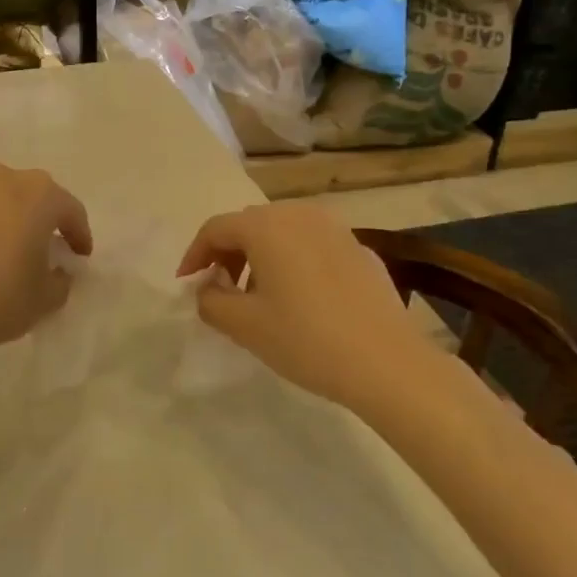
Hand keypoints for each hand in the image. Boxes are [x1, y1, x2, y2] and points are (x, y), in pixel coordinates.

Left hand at [0, 162, 92, 374]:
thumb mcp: (45, 300)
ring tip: (0, 252)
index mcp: (37, 195)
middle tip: (42, 249)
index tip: (80, 256)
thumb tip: (56, 270)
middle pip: (31, 195)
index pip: (70, 210)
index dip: (79, 235)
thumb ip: (61, 280)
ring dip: (3, 219)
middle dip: (40, 219)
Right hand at [177, 202, 451, 412]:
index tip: (187, 284)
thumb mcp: (244, 325)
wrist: (388, 362)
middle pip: (250, 225)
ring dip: (262, 257)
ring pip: (284, 233)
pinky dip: (294, 262)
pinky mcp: (360, 249)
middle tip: (220, 289)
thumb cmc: (306, 339)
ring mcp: (335, 229)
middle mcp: (300, 214)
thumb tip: (210, 287)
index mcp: (266, 226)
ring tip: (260, 297)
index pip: (216, 229)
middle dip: (228, 254)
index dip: (195, 255)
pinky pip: (313, 246)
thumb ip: (211, 301)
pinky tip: (302, 300)